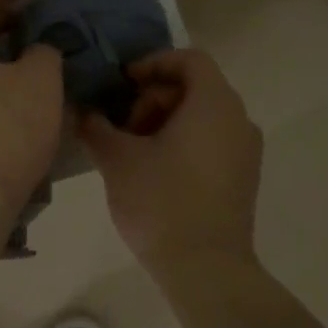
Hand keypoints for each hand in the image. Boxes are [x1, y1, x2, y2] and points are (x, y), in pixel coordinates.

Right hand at [78, 48, 262, 270]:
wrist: (205, 268)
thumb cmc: (161, 201)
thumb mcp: (117, 159)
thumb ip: (96, 126)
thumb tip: (83, 111)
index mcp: (213, 104)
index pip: (188, 59)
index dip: (151, 63)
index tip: (121, 85)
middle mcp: (238, 119)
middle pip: (193, 88)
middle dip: (151, 98)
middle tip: (120, 126)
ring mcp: (245, 151)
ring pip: (201, 117)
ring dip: (163, 122)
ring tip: (130, 151)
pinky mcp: (241, 178)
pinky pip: (210, 141)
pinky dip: (180, 142)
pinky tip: (151, 171)